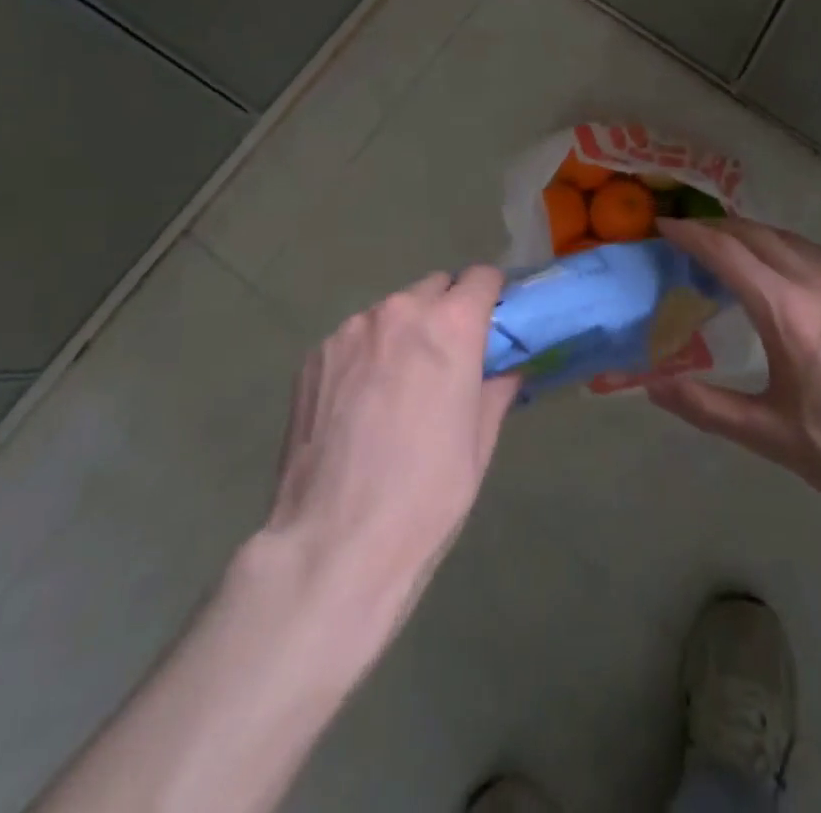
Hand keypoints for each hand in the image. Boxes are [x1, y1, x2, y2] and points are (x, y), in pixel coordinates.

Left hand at [262, 266, 518, 626]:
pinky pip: (353, 338)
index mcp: (450, 326)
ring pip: (391, 312)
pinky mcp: (313, 355)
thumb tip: (506, 368)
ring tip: (397, 388)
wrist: (332, 544)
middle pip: (434, 287)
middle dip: (447, 312)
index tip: (493, 322)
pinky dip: (366, 354)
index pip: (481, 277)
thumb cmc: (426, 496)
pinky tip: (358, 405)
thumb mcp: (479, 443)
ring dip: (403, 332)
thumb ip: (496, 388)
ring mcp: (350, 330)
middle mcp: (399, 311)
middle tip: (448, 359)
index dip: (492, 296)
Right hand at [650, 218, 820, 525]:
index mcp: (787, 310)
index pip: (727, 252)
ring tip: (725, 249)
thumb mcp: (768, 434)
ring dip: (750, 234)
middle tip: (685, 237)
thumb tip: (652, 387)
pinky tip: (780, 269)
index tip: (662, 227)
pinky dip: (782, 246)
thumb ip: (705, 406)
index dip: (690, 235)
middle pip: (756, 234)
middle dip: (716, 228)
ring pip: (788, 238)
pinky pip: (814, 252)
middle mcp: (818, 282)